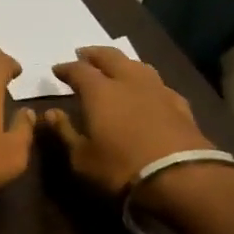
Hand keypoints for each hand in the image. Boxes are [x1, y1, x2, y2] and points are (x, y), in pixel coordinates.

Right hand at [39, 45, 214, 194]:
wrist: (182, 178)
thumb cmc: (121, 167)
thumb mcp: (82, 157)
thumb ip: (65, 132)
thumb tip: (50, 113)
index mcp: (99, 90)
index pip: (78, 69)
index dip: (66, 68)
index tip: (57, 70)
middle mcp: (128, 81)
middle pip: (110, 57)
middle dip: (94, 54)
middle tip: (84, 56)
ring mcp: (157, 90)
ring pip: (138, 65)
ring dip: (123, 63)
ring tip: (116, 68)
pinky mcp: (180, 105)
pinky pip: (160, 85)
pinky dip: (148, 84)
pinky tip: (149, 92)